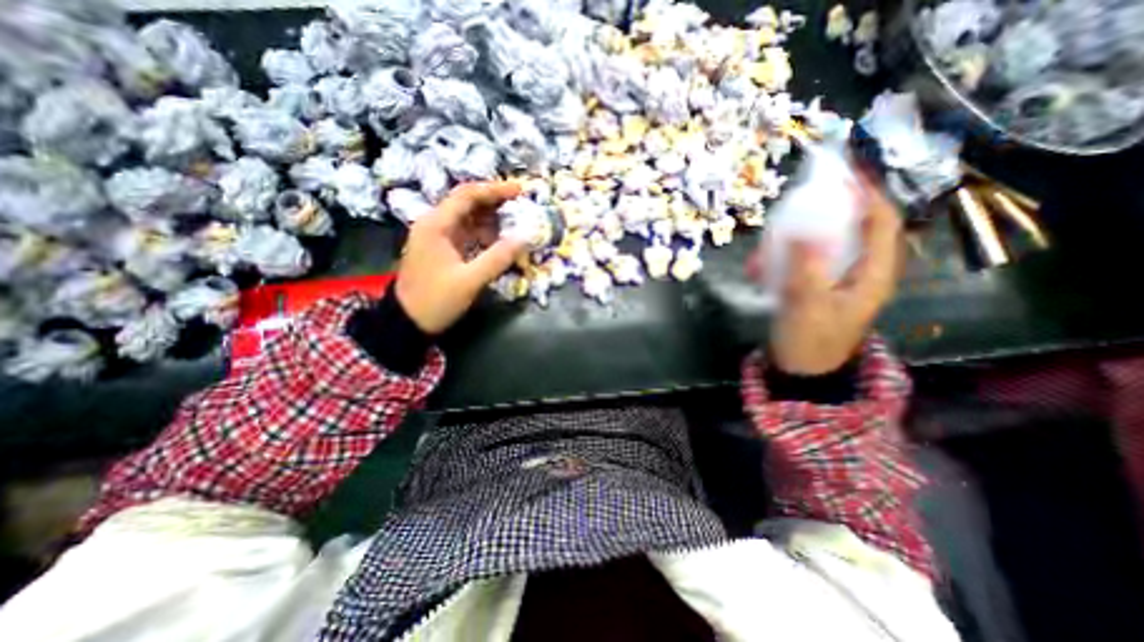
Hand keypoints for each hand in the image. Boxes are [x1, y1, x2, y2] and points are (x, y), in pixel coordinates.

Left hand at [393, 179, 525, 329]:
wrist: (407, 323)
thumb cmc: (436, 300)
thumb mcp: (470, 281)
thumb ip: (498, 258)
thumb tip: (525, 237)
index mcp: (436, 225)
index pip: (467, 196)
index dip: (495, 190)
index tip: (519, 190)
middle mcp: (435, 225)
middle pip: (467, 203)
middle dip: (495, 202)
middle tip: (521, 205)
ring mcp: (438, 238)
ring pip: (468, 219)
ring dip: (491, 219)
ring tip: (515, 223)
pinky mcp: (443, 250)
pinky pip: (467, 234)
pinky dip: (484, 234)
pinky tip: (500, 241)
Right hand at [767, 176, 902, 374]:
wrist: (800, 372)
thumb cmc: (810, 342)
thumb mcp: (806, 305)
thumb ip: (805, 267)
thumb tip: (801, 230)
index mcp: (871, 274)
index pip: (881, 222)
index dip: (865, 194)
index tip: (840, 175)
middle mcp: (859, 272)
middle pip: (849, 229)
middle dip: (821, 215)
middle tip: (794, 206)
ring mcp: (835, 280)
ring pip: (822, 245)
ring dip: (793, 241)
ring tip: (765, 247)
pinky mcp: (815, 287)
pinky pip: (801, 263)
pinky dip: (781, 260)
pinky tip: (758, 268)